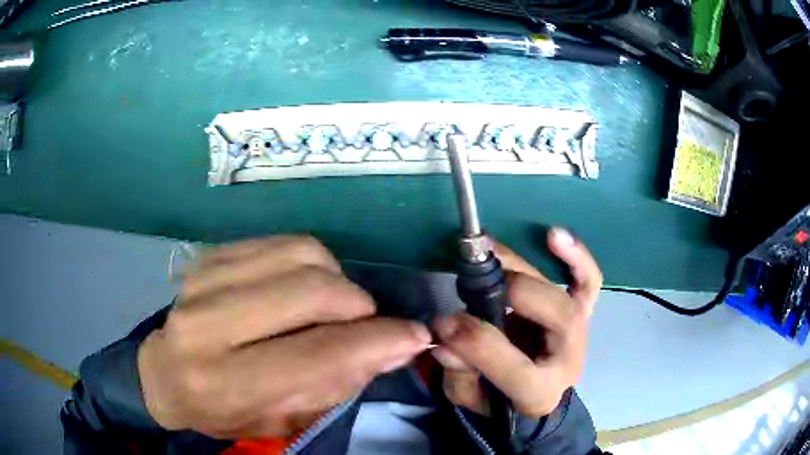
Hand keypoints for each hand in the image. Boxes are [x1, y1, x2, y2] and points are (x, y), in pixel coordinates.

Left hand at [137, 236, 431, 438]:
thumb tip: (397, 345)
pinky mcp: (210, 255)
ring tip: (332, 305)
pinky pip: (283, 241)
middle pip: (310, 292)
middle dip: (359, 306)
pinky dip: (311, 261)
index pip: (314, 354)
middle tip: (368, 323)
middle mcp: (207, 325)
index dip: (375, 342)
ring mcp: (205, 280)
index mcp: (224, 382)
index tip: (413, 336)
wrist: (166, 373)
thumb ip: (338, 383)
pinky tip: (303, 286)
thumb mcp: (283, 419)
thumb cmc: (225, 410)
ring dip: (336, 280)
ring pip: (302, 255)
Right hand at [433, 228, 601, 417]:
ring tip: (489, 250)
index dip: (478, 342)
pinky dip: (576, 256)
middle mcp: (568, 359)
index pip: (517, 367)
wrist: (531, 394)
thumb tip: (445, 340)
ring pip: (568, 295)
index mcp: (539, 393)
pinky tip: (554, 235)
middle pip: (560, 319)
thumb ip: (458, 372)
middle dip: (514, 293)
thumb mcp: (467, 395)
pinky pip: (587, 281)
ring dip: (528, 269)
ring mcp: (578, 332)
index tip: (444, 322)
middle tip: (475, 282)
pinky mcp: (581, 312)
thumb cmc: (496, 397)